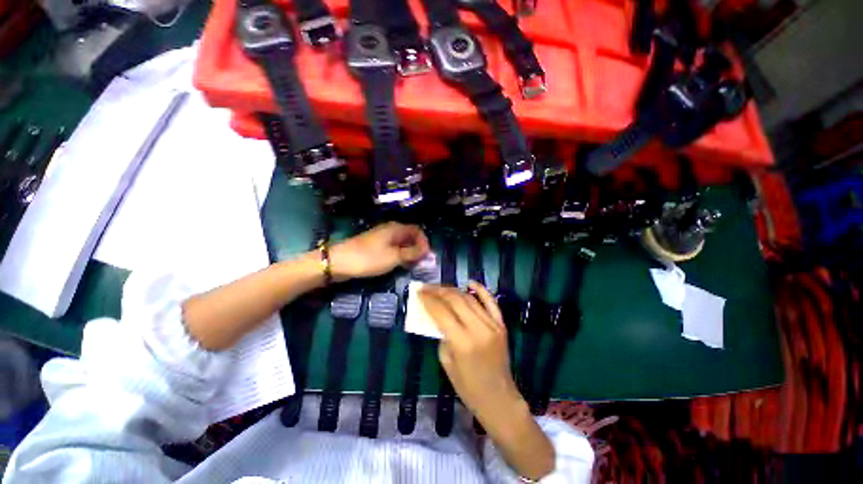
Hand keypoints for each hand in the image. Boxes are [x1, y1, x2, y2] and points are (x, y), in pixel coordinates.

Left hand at [330, 222, 429, 281]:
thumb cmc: (369, 258)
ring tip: (412, 266)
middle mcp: (390, 230)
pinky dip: (399, 255)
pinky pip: (393, 249)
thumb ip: (412, 253)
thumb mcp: (394, 257)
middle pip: (410, 236)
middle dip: (417, 248)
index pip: (417, 230)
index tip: (426, 257)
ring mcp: (382, 238)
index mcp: (396, 228)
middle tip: (420, 263)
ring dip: (409, 253)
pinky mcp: (376, 246)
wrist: (339, 262)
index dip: (424, 242)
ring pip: (401, 243)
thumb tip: (427, 251)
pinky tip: (399, 265)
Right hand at [419, 282, 518, 417]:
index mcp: (462, 343)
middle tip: (427, 288)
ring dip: (453, 290)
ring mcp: (493, 325)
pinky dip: (481, 290)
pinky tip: (470, 282)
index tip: (418, 292)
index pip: (441, 312)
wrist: (499, 398)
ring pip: (470, 298)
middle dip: (438, 291)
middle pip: (455, 300)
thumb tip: (437, 315)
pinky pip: (491, 302)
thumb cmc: (468, 387)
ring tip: (441, 288)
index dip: (428, 300)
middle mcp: (478, 329)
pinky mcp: (501, 325)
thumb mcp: (446, 362)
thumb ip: (442, 335)